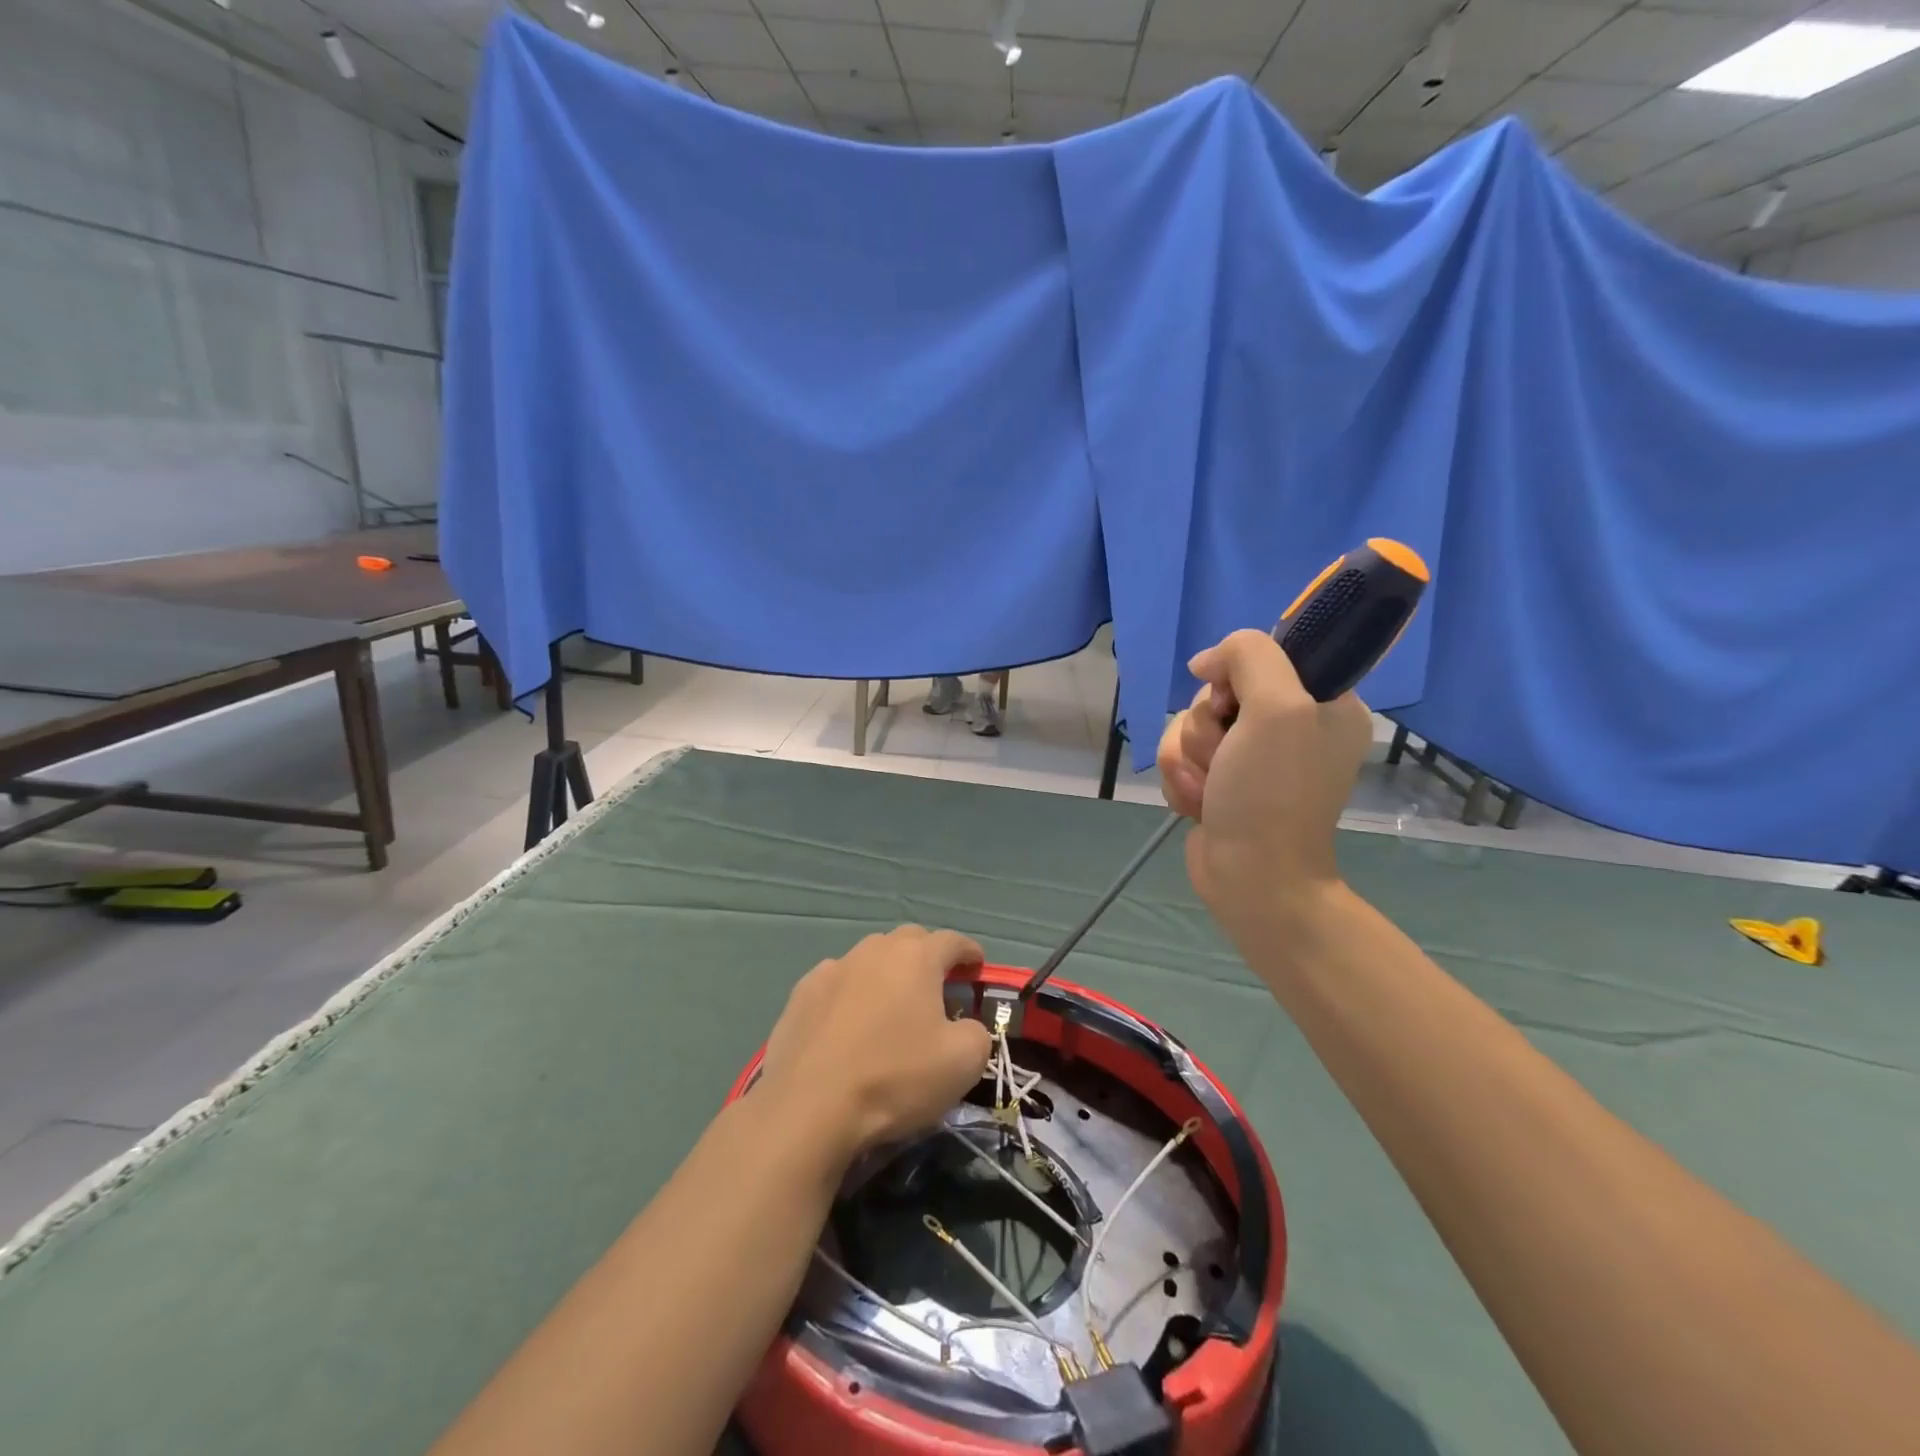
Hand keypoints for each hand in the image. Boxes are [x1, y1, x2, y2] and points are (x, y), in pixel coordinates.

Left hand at [757, 927, 993, 1165]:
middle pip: (909, 941)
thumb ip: (976, 1032)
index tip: (978, 968)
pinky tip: (848, 1024)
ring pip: (869, 959)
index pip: (952, 941)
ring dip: (886, 975)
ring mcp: (831, 968)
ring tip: (891, 1007)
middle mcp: (873, 950)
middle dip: (928, 957)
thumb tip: (964, 1026)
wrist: (809, 1107)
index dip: (970, 953)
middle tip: (937, 988)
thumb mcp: (963, 1062)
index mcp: (916, 957)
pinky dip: (850, 995)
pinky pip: (837, 983)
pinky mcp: (801, 994)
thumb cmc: (895, 1078)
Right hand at [1157, 630, 1372, 942]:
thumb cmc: (1272, 793)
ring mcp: (1252, 758)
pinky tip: (1201, 804)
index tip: (1228, 701)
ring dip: (1190, 759)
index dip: (1234, 673)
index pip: (1264, 655)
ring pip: (1190, 727)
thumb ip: (1249, 656)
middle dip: (1206, 728)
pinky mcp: (1222, 783)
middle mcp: (1290, 726)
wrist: (1253, 877)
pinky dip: (1184, 781)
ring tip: (1211, 790)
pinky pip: (1182, 759)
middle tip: (1225, 757)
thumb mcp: (1277, 707)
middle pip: (1216, 693)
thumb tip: (1206, 664)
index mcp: (1324, 702)